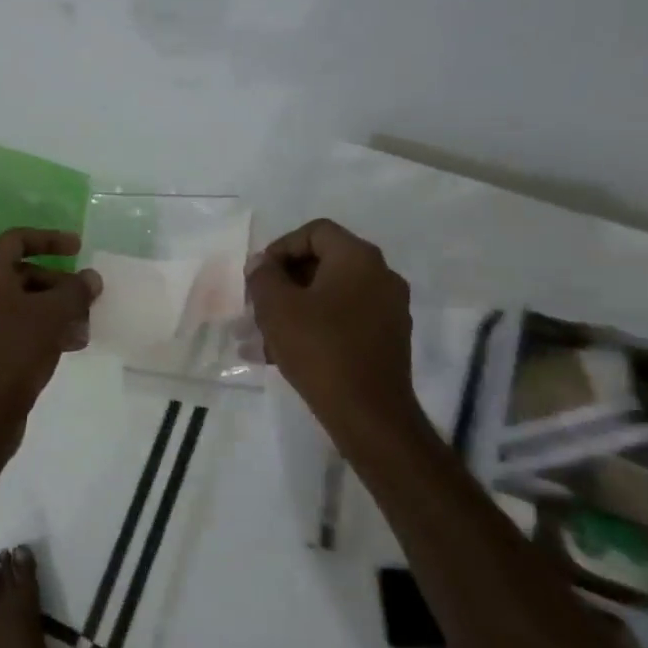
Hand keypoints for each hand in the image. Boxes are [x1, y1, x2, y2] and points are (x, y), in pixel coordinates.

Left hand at [0, 228, 101, 443]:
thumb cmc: (16, 349)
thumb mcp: (55, 314)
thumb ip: (76, 290)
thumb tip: (91, 278)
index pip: (18, 239)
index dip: (51, 239)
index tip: (79, 248)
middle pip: (20, 272)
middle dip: (57, 283)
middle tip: (85, 297)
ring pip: (18, 301)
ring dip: (52, 308)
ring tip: (82, 326)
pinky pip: (9, 323)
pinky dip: (36, 326)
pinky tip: (67, 344)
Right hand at [246, 219, 416, 430]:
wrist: (370, 415)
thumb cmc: (320, 349)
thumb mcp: (277, 307)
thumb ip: (264, 276)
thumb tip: (262, 263)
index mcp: (358, 258)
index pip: (315, 232)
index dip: (281, 247)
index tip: (259, 275)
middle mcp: (381, 276)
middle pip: (324, 262)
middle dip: (285, 280)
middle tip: (258, 303)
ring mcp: (389, 309)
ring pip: (332, 295)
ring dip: (296, 307)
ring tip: (263, 334)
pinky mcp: (388, 340)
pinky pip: (345, 319)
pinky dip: (316, 326)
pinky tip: (285, 353)